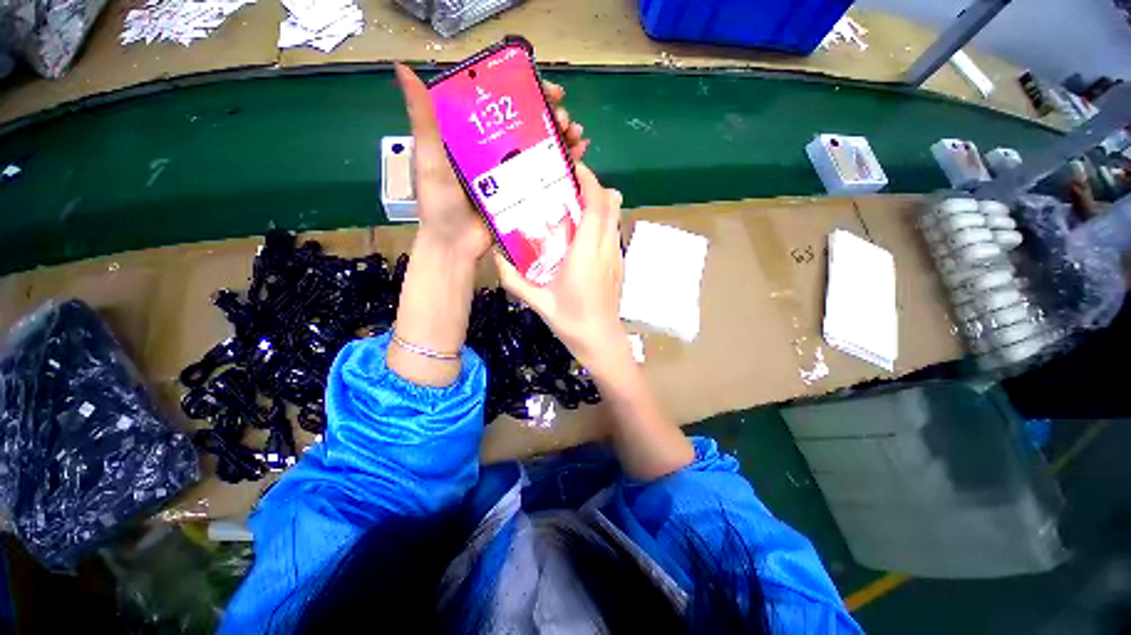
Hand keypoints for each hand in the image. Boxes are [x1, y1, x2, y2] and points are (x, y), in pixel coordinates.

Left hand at [395, 64, 589, 260]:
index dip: (526, 89)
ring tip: (576, 134)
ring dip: (562, 137)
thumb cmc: (440, 204)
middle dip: (551, 115)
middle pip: (528, 124)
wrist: (456, 246)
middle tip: (564, 116)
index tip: (545, 86)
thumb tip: (402, 68)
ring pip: (542, 148)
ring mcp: (513, 174)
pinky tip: (580, 154)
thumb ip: (423, 120)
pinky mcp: (524, 195)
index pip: (503, 104)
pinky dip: (565, 163)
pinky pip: (547, 176)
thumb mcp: (429, 159)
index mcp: (474, 136)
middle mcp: (496, 151)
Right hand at [494, 163, 627, 374]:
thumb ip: (513, 279)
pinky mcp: (619, 264)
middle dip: (593, 186)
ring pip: (616, 216)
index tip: (572, 167)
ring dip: (599, 203)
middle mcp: (606, 248)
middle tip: (569, 186)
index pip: (596, 205)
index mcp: (586, 253)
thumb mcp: (537, 301)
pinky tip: (583, 235)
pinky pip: (614, 231)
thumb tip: (496, 255)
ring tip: (574, 207)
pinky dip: (602, 221)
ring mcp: (616, 255)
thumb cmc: (571, 321)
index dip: (588, 180)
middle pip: (611, 203)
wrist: (600, 340)